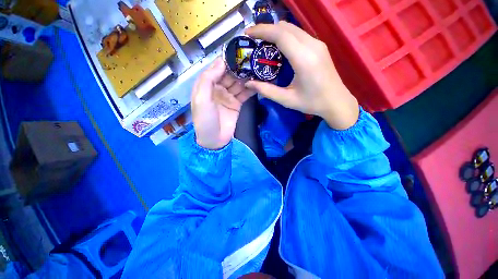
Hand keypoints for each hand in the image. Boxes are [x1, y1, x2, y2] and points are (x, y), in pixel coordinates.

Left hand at [191, 57, 254, 149]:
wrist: (215, 140)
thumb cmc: (205, 120)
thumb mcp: (202, 99)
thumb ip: (208, 79)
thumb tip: (221, 62)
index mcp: (206, 85)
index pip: (216, 68)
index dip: (225, 60)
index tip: (237, 52)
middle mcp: (217, 88)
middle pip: (229, 74)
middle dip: (239, 68)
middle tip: (252, 60)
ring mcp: (228, 96)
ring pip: (238, 83)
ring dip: (246, 77)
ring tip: (257, 69)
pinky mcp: (237, 104)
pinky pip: (244, 94)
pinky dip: (250, 89)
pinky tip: (257, 83)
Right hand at [245, 22, 358, 129]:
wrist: (336, 102)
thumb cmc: (312, 103)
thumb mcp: (287, 99)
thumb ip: (266, 91)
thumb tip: (248, 83)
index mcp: (303, 59)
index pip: (280, 34)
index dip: (262, 31)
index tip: (248, 33)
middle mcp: (312, 46)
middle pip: (285, 27)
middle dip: (267, 30)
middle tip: (254, 40)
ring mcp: (318, 44)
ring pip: (293, 29)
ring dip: (276, 32)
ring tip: (264, 44)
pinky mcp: (319, 47)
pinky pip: (299, 34)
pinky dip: (285, 36)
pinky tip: (279, 48)